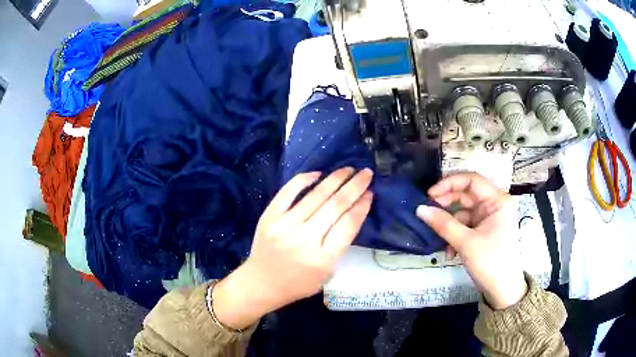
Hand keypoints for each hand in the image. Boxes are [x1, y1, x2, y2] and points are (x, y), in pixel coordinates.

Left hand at [213, 167, 373, 328]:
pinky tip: (318, 173)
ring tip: (348, 169)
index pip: (348, 225)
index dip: (362, 206)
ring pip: (315, 196)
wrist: (261, 283)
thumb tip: (353, 211)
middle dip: (355, 186)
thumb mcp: (327, 273)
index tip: (370, 193)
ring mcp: (284, 226)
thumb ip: (340, 244)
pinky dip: (303, 180)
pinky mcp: (269, 217)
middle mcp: (305, 240)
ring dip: (335, 179)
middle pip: (335, 206)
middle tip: (366, 173)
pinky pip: (288, 192)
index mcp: (323, 259)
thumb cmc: (299, 283)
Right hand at [416, 173, 526, 309]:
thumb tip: (420, 209)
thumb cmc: (491, 262)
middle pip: (466, 196)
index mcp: (498, 200)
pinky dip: (454, 236)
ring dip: (449, 226)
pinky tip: (449, 252)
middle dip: (446, 206)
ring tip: (438, 240)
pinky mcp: (483, 231)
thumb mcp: (466, 243)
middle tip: (427, 213)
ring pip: (463, 213)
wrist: (502, 290)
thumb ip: (443, 224)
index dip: (449, 184)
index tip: (429, 195)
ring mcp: (489, 218)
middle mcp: (494, 205)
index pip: (472, 180)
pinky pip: (465, 226)